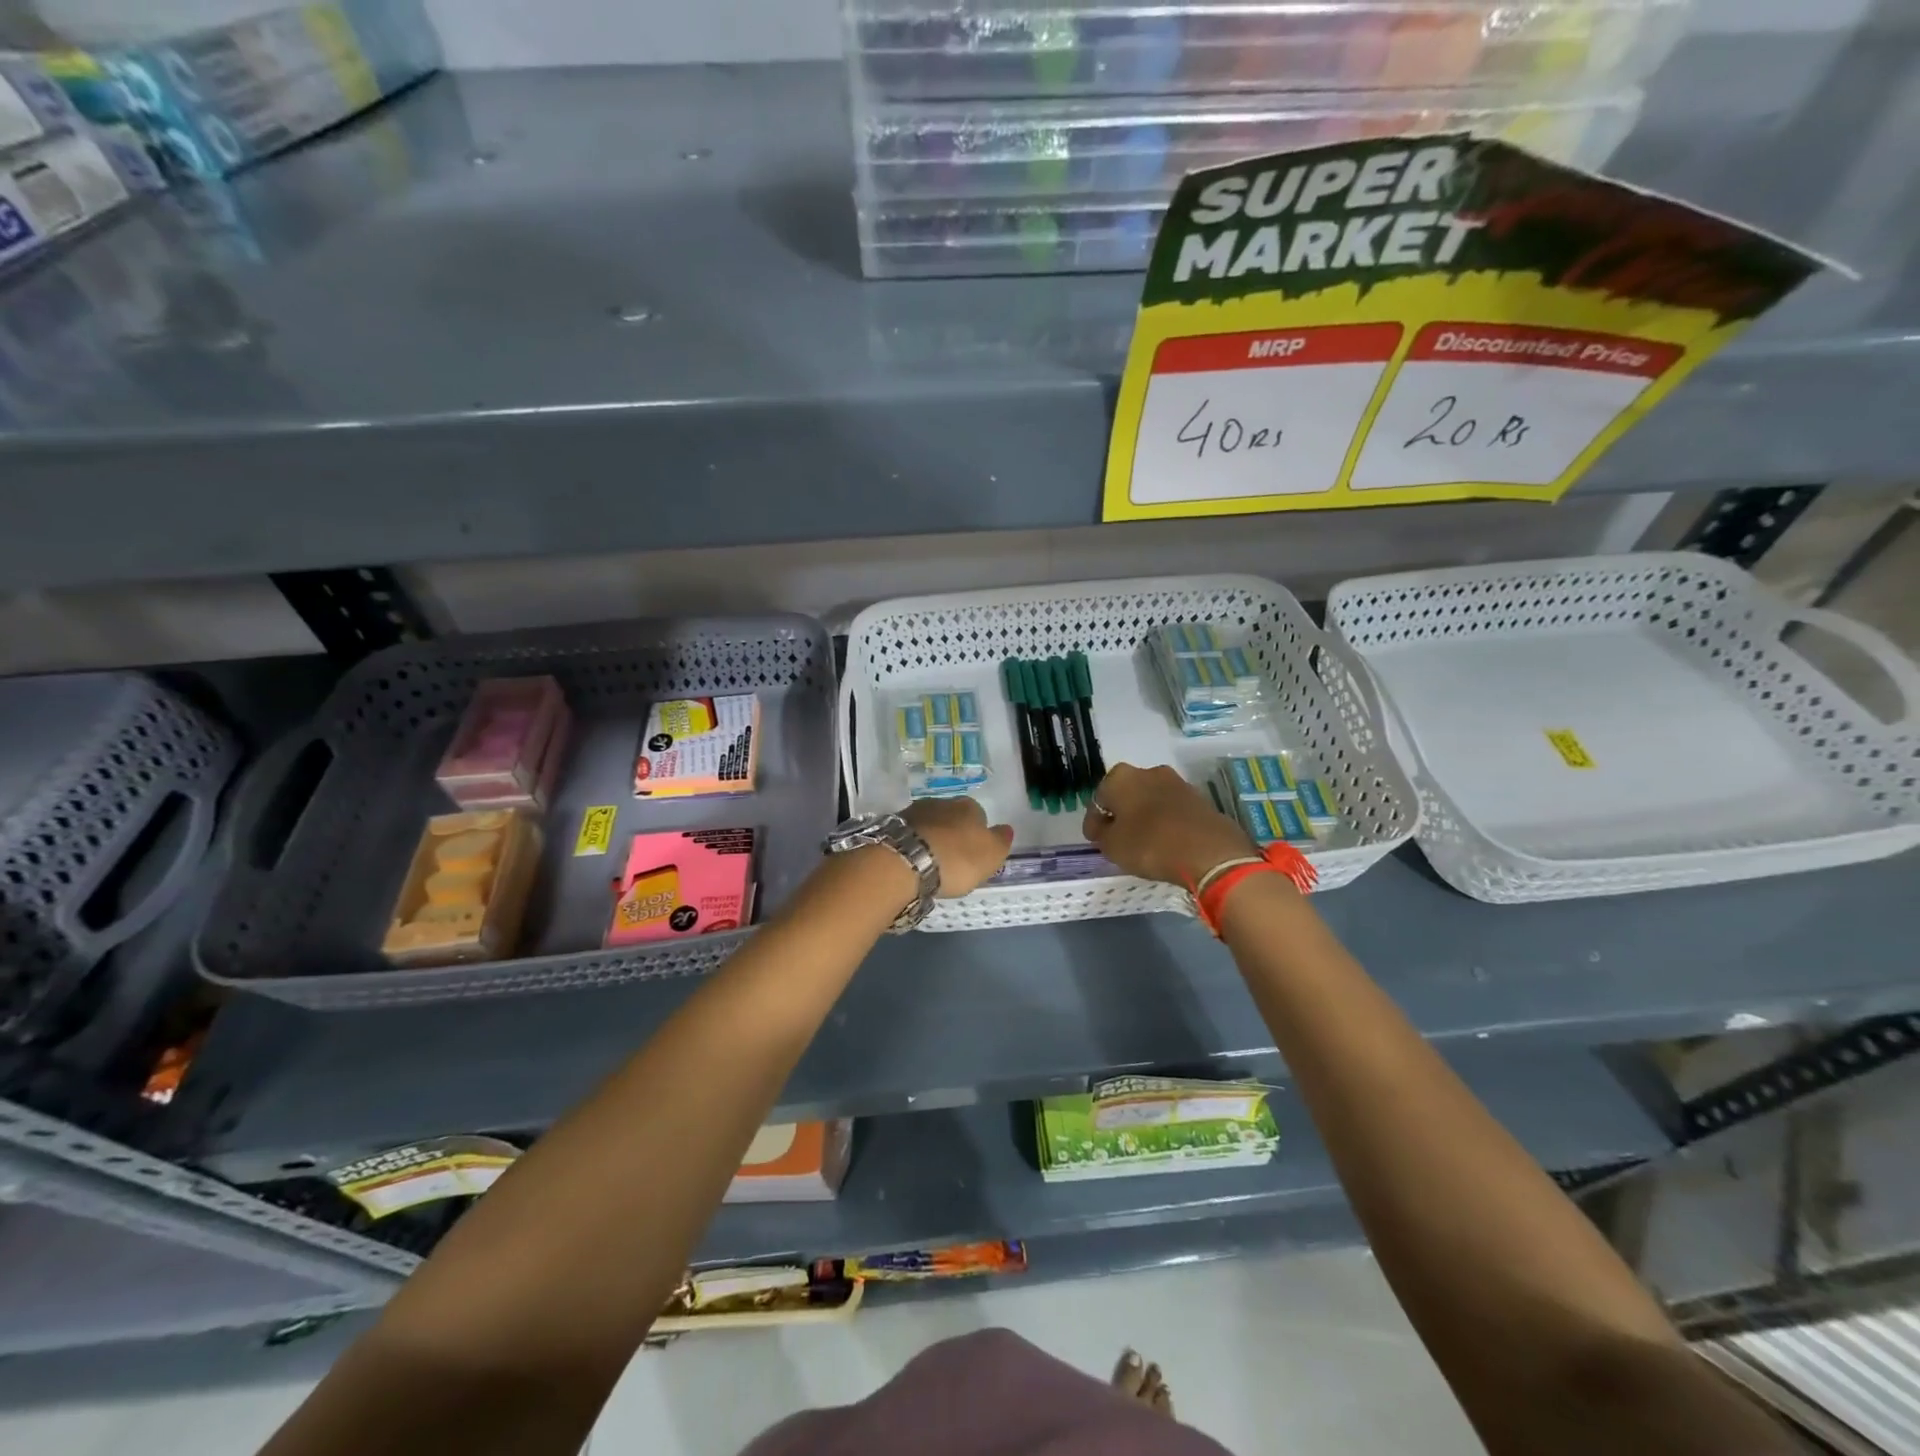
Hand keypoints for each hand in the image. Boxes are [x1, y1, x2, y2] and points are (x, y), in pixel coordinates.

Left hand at [902, 797, 1013, 896]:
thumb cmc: (956, 859)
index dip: (978, 835)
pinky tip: (913, 860)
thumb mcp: (991, 855)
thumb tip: (1006, 829)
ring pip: (930, 824)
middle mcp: (942, 802)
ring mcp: (915, 811)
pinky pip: (910, 834)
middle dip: (953, 834)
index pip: (980, 816)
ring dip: (932, 838)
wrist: (905, 861)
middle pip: (953, 818)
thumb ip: (1001, 841)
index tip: (974, 854)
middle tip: (953, 859)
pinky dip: (913, 844)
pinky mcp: (893, 825)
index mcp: (969, 807)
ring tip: (930, 862)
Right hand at [1082, 763, 1259, 887]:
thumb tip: (1103, 827)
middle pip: (1127, 794)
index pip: (1099, 799)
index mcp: (1121, 777)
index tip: (1095, 839)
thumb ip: (1101, 834)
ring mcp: (1177, 783)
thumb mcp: (1112, 846)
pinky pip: (1173, 811)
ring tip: (1143, 842)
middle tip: (1118, 838)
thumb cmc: (1150, 845)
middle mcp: (1149, 771)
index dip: (1094, 821)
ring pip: (1151, 800)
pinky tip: (1166, 842)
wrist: (1209, 852)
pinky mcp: (1199, 799)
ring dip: (1145, 817)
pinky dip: (1166, 823)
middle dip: (1121, 814)